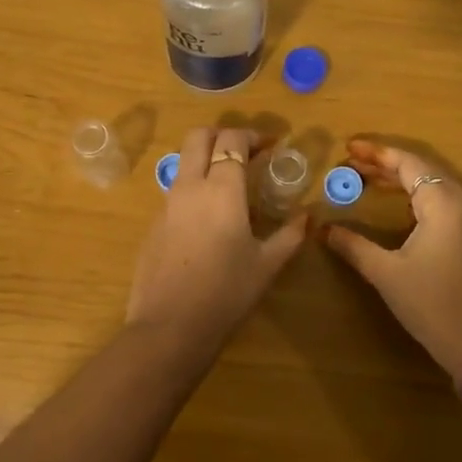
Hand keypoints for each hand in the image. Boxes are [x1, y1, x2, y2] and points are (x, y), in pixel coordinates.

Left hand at [125, 126, 308, 352]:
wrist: (170, 327)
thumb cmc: (227, 293)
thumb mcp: (267, 265)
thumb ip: (290, 234)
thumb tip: (308, 216)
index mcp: (221, 189)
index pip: (232, 139)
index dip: (252, 135)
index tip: (270, 146)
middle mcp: (190, 186)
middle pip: (198, 136)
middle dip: (222, 134)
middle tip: (245, 152)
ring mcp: (166, 204)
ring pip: (183, 162)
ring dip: (205, 159)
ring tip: (230, 186)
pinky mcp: (153, 224)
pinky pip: (175, 191)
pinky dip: (194, 188)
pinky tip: (209, 220)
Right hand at [324, 140, 461, 377]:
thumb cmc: (431, 304)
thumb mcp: (386, 273)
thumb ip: (354, 246)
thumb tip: (324, 229)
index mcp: (442, 204)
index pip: (408, 164)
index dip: (377, 154)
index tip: (348, 148)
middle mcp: (459, 203)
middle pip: (421, 169)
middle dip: (385, 163)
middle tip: (351, 163)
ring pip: (431, 184)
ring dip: (399, 178)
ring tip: (366, 177)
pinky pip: (439, 200)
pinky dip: (413, 193)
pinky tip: (395, 202)